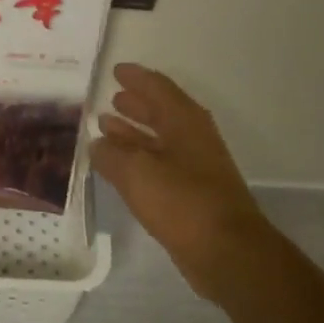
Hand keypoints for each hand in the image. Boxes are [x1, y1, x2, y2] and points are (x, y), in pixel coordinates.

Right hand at [91, 64, 267, 267]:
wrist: (226, 251)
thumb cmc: (183, 202)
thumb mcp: (137, 173)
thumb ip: (112, 155)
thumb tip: (96, 143)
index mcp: (184, 121)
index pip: (158, 88)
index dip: (136, 78)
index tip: (115, 70)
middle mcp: (191, 138)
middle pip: (160, 112)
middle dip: (135, 104)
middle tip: (111, 98)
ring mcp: (194, 166)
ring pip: (158, 140)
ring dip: (134, 132)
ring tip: (106, 126)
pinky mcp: (191, 194)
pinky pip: (159, 165)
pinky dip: (138, 159)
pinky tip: (118, 167)